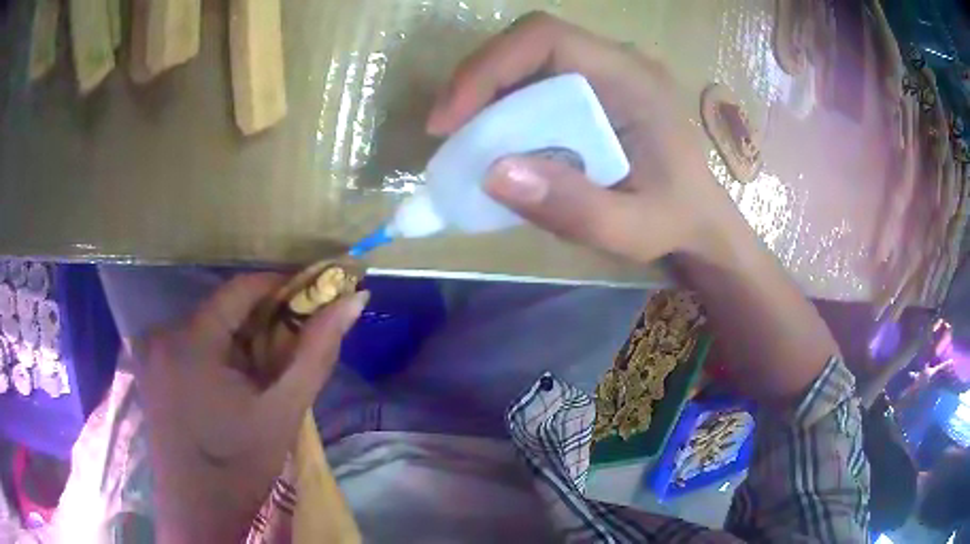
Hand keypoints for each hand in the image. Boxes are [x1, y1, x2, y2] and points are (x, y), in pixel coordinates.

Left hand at [133, 273, 366, 542]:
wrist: (198, 511)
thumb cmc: (240, 466)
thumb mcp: (283, 412)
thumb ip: (316, 352)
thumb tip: (352, 301)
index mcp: (190, 340)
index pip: (240, 288)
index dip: (280, 289)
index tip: (310, 303)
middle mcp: (162, 334)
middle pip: (221, 310)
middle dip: (260, 325)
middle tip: (289, 352)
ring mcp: (151, 352)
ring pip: (206, 328)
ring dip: (238, 343)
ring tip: (262, 376)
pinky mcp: (150, 370)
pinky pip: (190, 345)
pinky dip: (217, 356)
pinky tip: (231, 387)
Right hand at [428, 12, 738, 263]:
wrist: (699, 220)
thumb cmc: (673, 221)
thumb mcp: (630, 229)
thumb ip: (572, 207)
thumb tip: (491, 173)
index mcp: (633, 79)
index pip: (546, 38)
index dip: (488, 67)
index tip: (451, 120)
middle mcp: (619, 61)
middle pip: (529, 42)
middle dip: (478, 80)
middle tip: (447, 131)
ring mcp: (608, 69)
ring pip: (529, 57)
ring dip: (487, 91)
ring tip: (463, 136)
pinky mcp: (598, 85)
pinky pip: (539, 77)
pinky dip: (506, 102)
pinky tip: (497, 135)